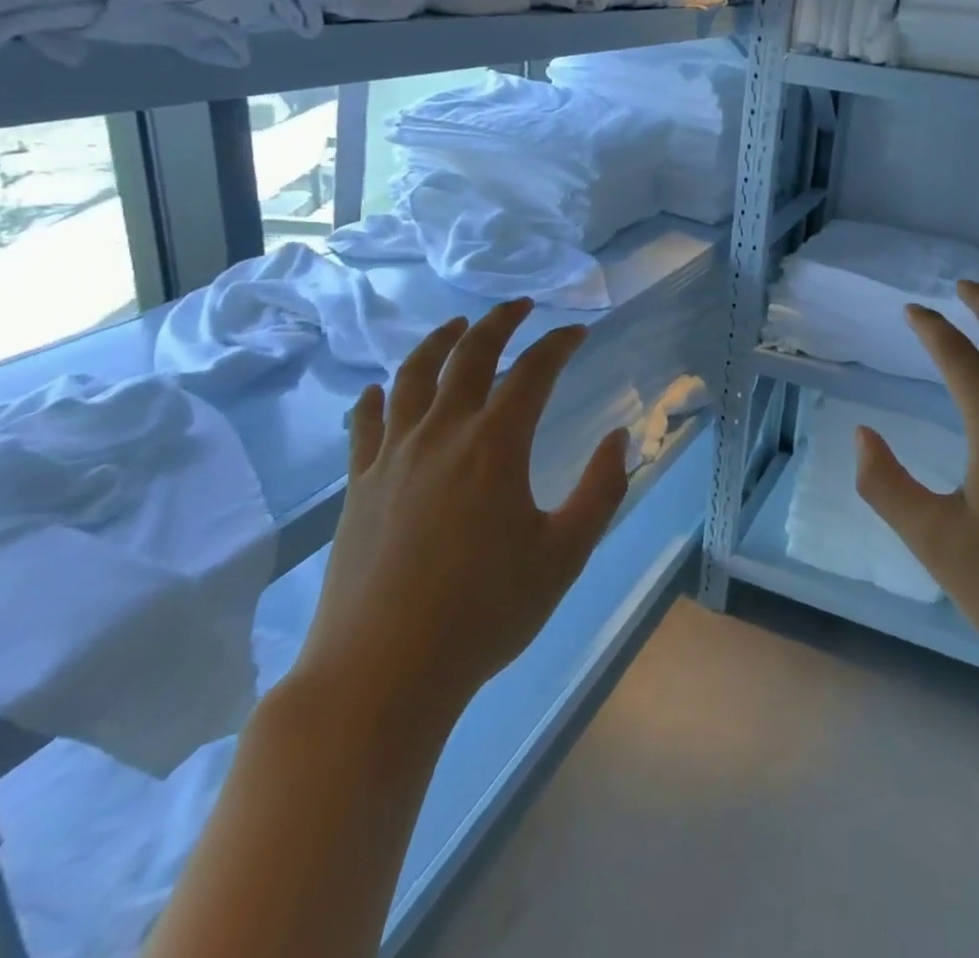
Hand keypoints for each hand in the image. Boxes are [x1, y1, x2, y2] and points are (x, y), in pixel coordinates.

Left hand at [290, 300, 629, 737]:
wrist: (381, 672)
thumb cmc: (484, 613)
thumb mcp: (565, 554)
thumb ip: (601, 490)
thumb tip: (619, 437)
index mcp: (495, 445)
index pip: (533, 371)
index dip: (559, 344)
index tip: (578, 332)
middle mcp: (442, 434)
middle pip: (470, 355)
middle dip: (499, 322)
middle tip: (521, 306)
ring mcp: (392, 456)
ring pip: (413, 376)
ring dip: (438, 341)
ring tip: (456, 325)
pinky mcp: (359, 485)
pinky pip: (366, 423)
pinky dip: (378, 396)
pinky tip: (382, 390)